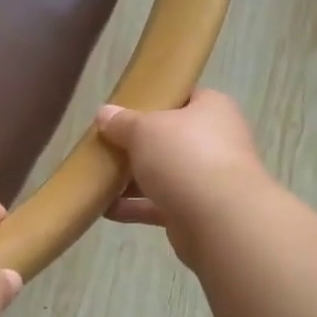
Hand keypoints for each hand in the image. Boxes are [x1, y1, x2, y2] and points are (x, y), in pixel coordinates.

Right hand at [96, 90, 270, 269]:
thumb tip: (104, 113)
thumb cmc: (184, 157)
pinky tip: (105, 209)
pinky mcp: (196, 212)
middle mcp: (215, 141)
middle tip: (105, 145)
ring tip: (98, 179)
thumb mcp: (144, 129)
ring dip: (132, 179)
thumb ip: (122, 122)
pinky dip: (134, 207)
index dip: (155, 100)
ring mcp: (207, 179)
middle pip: (169, 138)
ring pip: (163, 174)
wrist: (219, 220)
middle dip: (136, 145)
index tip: (123, 110)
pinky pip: (159, 205)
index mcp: (212, 109)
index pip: (183, 97)